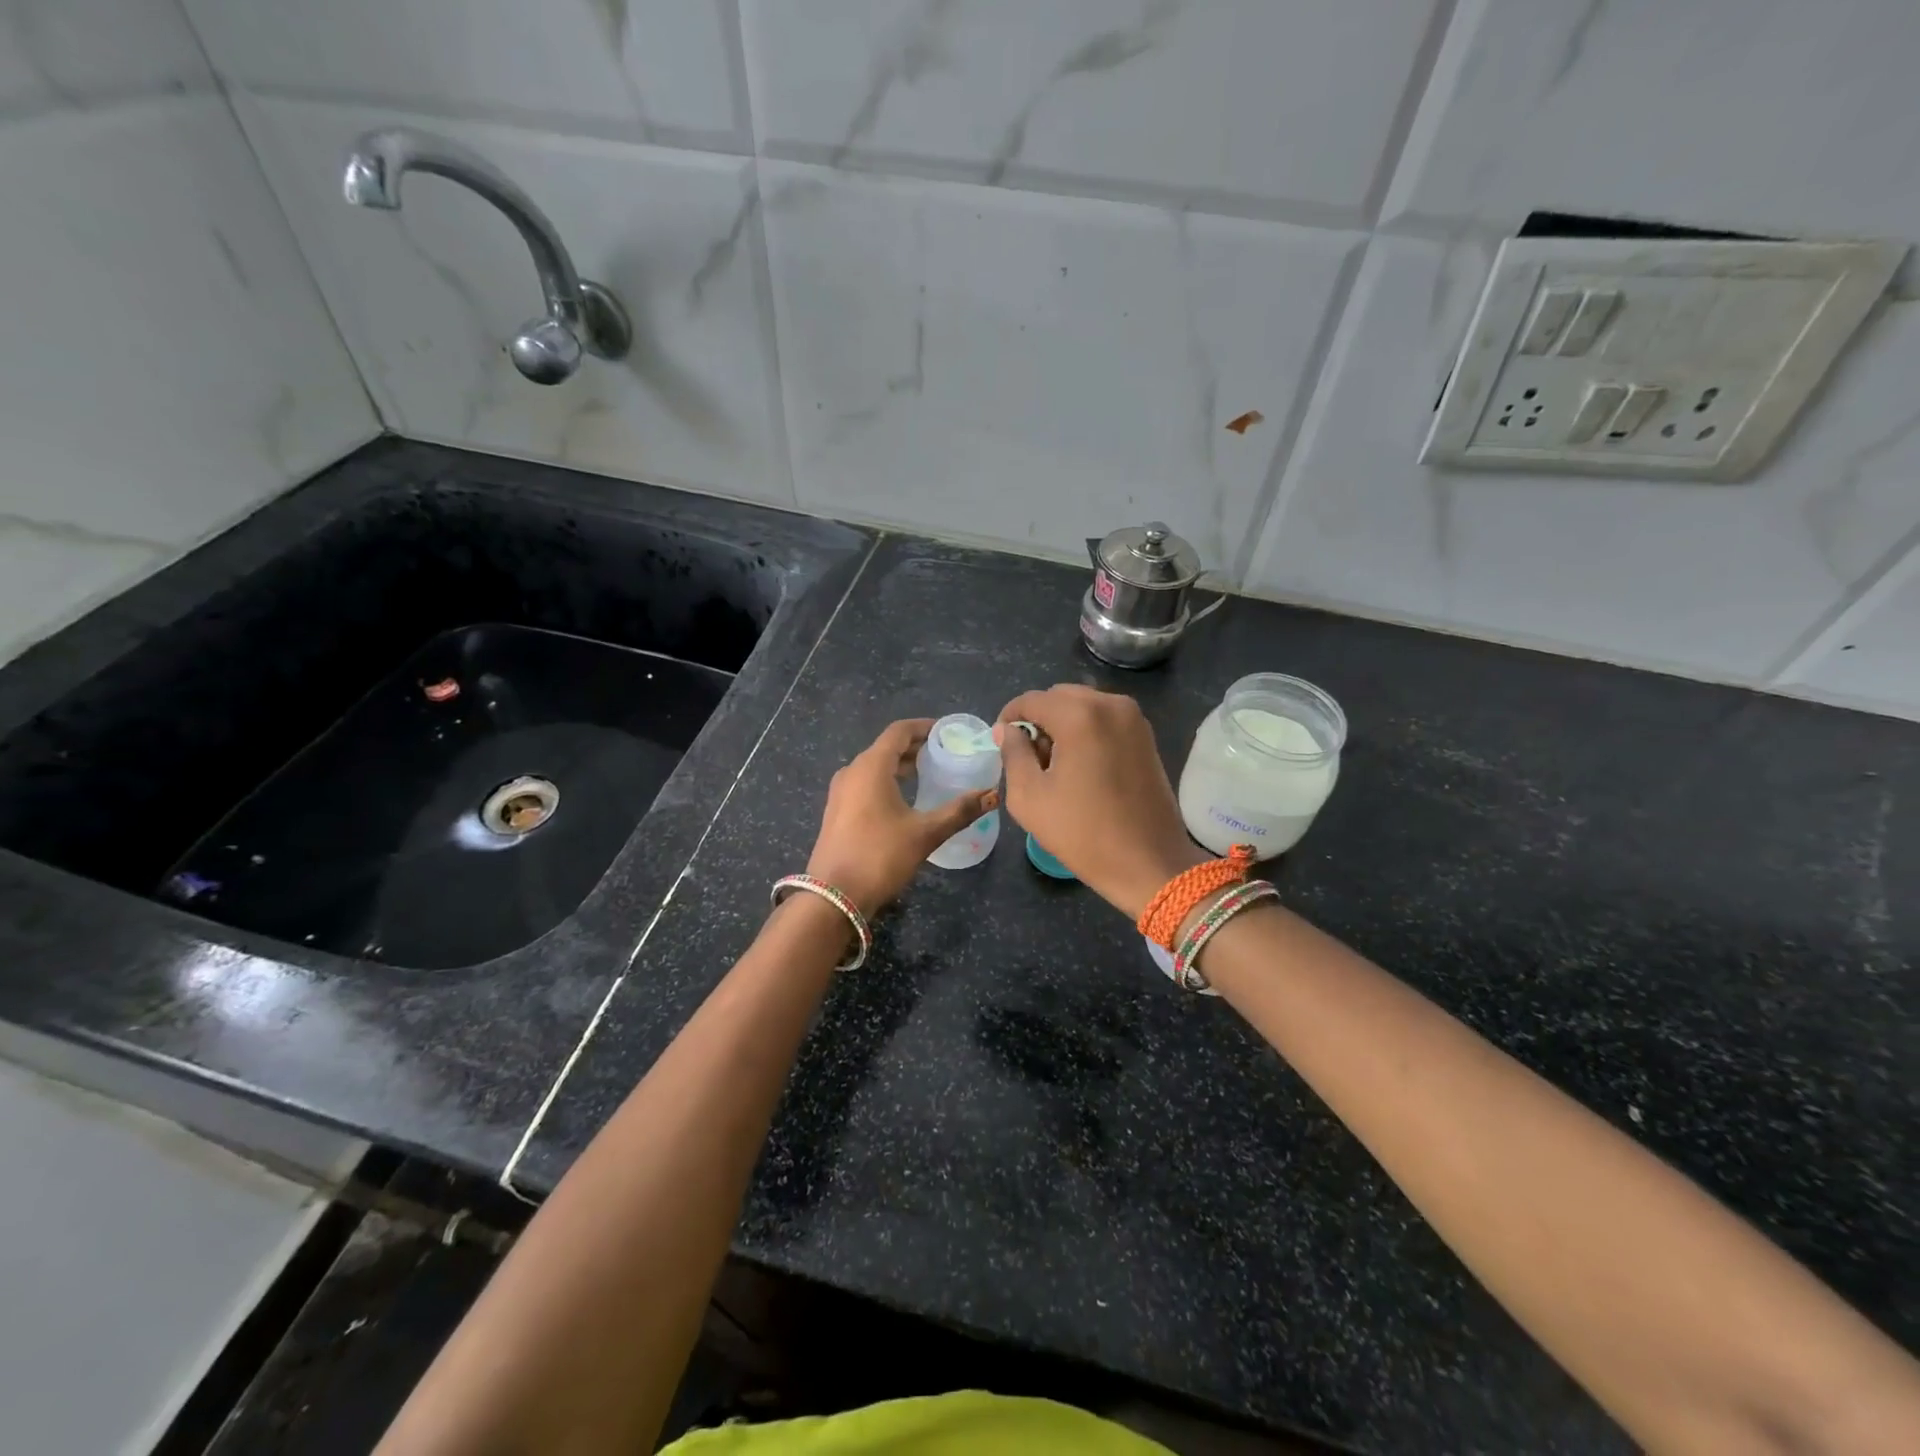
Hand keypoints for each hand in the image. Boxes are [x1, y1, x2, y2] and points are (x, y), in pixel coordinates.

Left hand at [806, 718, 997, 915]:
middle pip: (886, 748)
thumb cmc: (880, 856)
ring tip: (928, 774)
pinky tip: (904, 800)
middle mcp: (852, 772)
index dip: (923, 727)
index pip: (898, 732)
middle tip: (944, 754)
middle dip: (914, 748)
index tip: (946, 732)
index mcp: (871, 767)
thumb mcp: (925, 833)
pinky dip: (887, 782)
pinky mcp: (837, 812)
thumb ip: (960, 811)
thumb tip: (993, 795)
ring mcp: (840, 793)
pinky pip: (865, 784)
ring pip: (874, 767)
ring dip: (900, 766)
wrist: (834, 897)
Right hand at [996, 686, 1205, 919]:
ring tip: (1055, 764)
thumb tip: (1007, 730)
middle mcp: (1110, 704)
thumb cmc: (1083, 833)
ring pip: (1083, 705)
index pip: (1031, 700)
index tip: (1000, 741)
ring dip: (1063, 724)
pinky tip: (1082, 766)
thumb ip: (1013, 754)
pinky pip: (1105, 719)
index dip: (1009, 717)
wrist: (1149, 862)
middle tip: (1028, 756)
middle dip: (1038, 719)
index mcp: (1079, 716)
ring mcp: (1133, 718)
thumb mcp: (1030, 797)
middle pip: (1059, 697)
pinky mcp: (1146, 735)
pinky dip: (1087, 731)